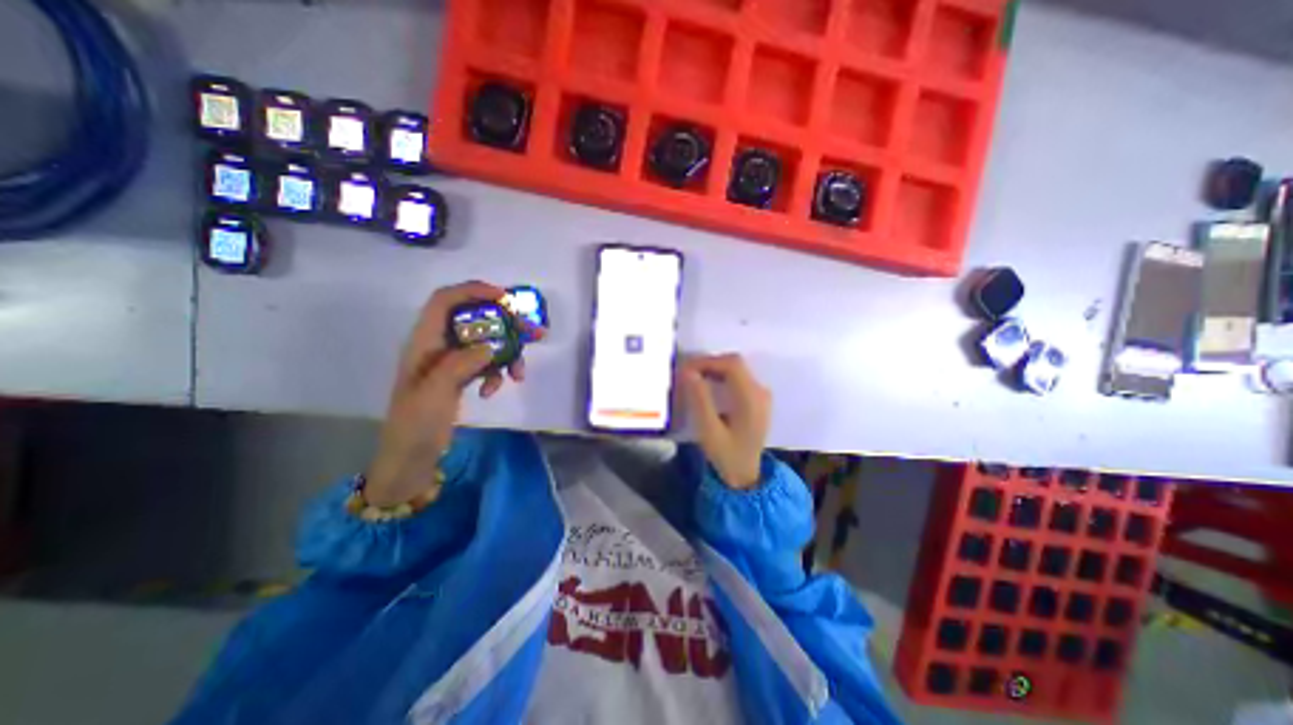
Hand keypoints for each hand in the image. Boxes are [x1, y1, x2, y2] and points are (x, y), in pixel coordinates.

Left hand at [362, 280, 530, 506]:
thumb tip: (489, 346)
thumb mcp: (434, 393)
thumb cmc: (415, 423)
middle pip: (474, 319)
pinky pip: (487, 363)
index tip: (503, 297)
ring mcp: (452, 360)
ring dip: (507, 354)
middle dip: (504, 325)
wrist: (412, 456)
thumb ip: (460, 364)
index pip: (445, 301)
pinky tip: (494, 391)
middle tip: (530, 333)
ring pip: (486, 342)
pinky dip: (497, 373)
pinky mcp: (462, 375)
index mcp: (424, 341)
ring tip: (519, 375)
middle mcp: (438, 345)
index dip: (472, 290)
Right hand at [681, 354, 770, 488]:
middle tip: (686, 373)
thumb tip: (688, 372)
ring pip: (737, 368)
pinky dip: (721, 375)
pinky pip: (739, 377)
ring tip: (693, 377)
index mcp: (751, 399)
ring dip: (714, 368)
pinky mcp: (757, 398)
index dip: (707, 361)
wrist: (746, 475)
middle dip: (709, 363)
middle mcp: (760, 392)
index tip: (686, 369)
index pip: (731, 365)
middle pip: (735, 363)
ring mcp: (761, 394)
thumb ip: (700, 400)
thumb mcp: (709, 431)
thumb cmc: (726, 455)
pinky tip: (707, 384)